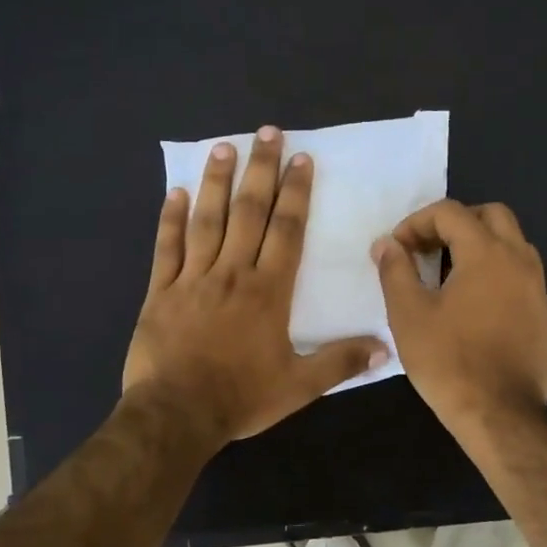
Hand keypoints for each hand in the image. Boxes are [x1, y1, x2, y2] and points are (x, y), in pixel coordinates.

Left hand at [124, 126, 389, 447]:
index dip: (296, 192)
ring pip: (207, 220)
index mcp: (269, 292)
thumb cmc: (241, 398)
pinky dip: (170, 219)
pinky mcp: (161, 292)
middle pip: (249, 212)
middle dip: (260, 170)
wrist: (177, 414)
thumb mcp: (299, 386)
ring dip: (216, 182)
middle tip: (266, 133)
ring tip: (223, 147)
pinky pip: (167, 248)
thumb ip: (340, 362)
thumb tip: (384, 347)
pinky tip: (174, 192)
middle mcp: (233, 274)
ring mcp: (193, 279)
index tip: (301, 159)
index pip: (286, 231)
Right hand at [372, 199, 546, 435]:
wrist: (500, 414)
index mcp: (487, 253)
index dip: (417, 222)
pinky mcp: (544, 316)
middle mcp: (520, 260)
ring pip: (512, 244)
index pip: (450, 212)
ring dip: (479, 246)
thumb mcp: (408, 314)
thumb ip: (396, 270)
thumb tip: (387, 244)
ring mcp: (538, 288)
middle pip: (491, 215)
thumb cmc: (449, 361)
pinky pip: (521, 276)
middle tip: (428, 250)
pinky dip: (496, 273)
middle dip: (455, 223)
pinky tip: (474, 307)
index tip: (398, 249)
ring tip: (449, 275)